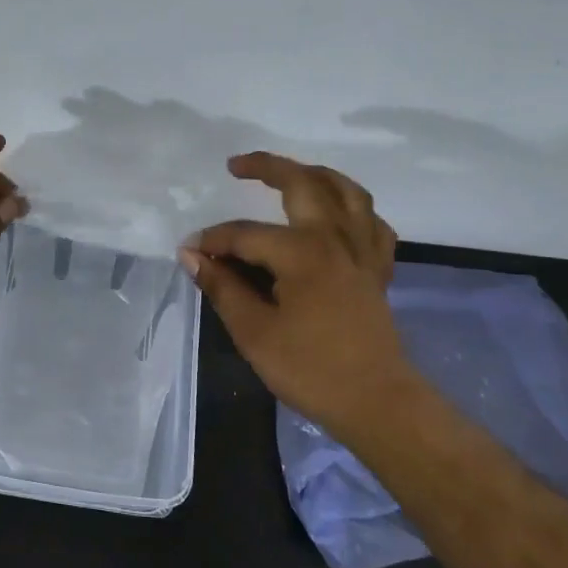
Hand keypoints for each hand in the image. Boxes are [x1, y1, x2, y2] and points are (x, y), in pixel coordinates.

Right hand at [179, 152, 417, 439]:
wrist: (377, 402)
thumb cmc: (310, 369)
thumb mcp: (254, 332)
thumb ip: (222, 287)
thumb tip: (192, 255)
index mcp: (301, 252)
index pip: (245, 234)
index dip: (213, 241)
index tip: (189, 252)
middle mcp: (335, 238)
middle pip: (303, 184)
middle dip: (267, 167)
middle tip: (237, 165)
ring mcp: (362, 251)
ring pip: (347, 192)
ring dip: (317, 174)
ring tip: (291, 173)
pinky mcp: (377, 270)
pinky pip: (372, 224)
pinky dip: (354, 210)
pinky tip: (339, 215)